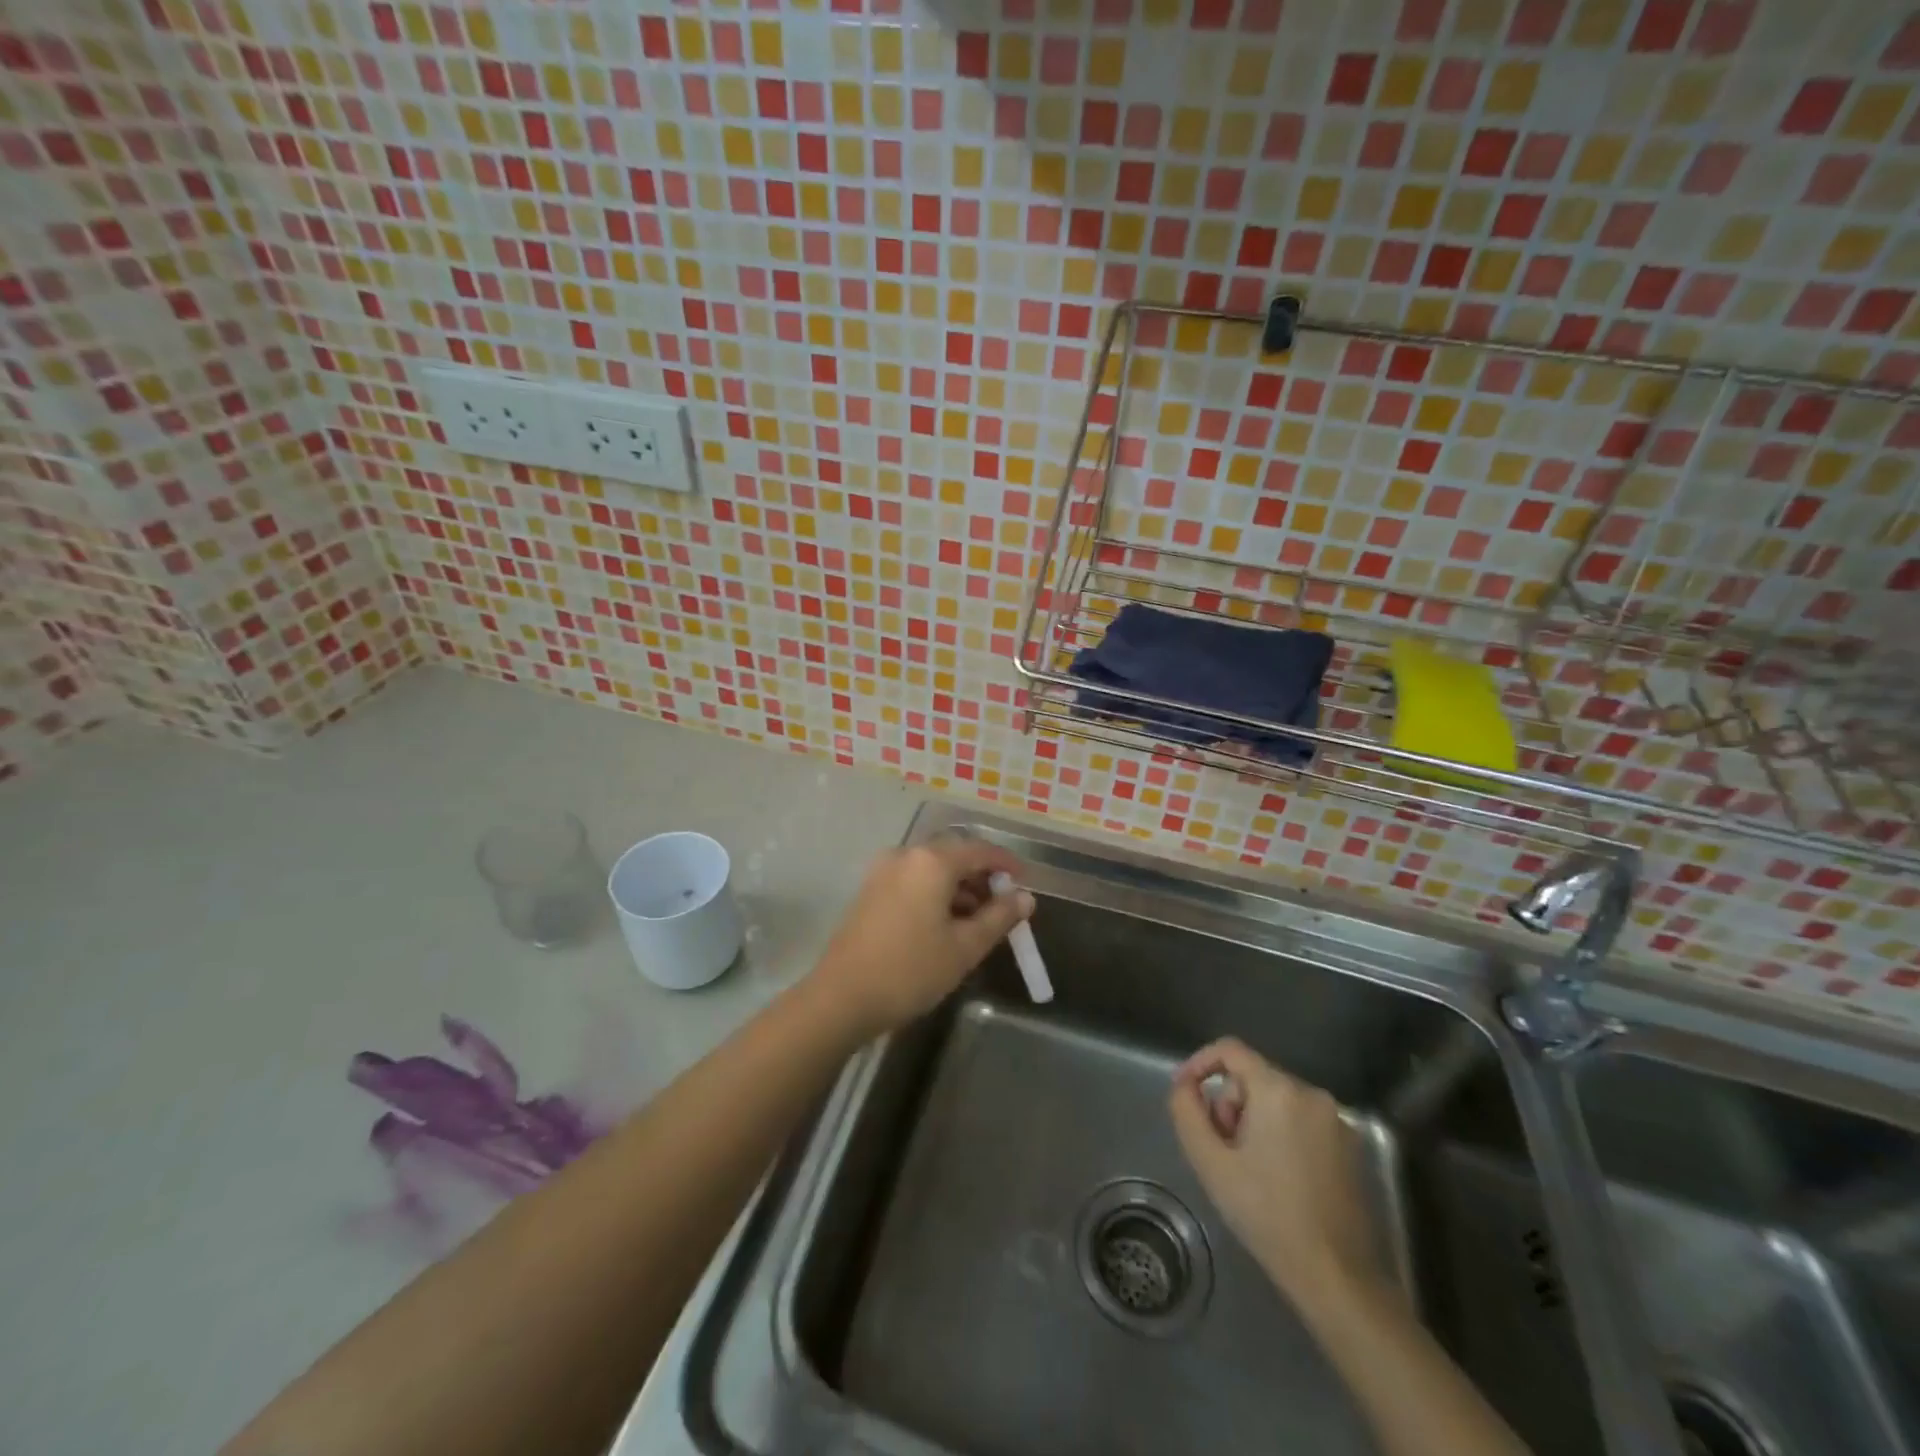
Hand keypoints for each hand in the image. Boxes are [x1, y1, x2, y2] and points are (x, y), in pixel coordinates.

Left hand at [807, 836, 1034, 1038]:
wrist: (841, 998)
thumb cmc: (910, 970)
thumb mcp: (964, 947)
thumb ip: (999, 917)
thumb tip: (1025, 897)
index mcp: (931, 861)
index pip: (980, 850)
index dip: (1007, 864)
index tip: (1026, 883)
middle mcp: (906, 855)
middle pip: (954, 856)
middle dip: (982, 878)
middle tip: (1004, 907)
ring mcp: (882, 871)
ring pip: (932, 869)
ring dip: (959, 888)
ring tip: (978, 922)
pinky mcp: (870, 890)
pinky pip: (913, 881)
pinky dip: (935, 894)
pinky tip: (945, 925)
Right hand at [1168, 1038, 1383, 1308]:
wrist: (1338, 1278)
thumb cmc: (1267, 1215)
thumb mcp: (1210, 1163)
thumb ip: (1187, 1112)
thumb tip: (1184, 1085)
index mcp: (1278, 1091)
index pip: (1230, 1049)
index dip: (1200, 1063)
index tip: (1184, 1093)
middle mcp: (1311, 1094)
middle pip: (1253, 1078)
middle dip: (1230, 1105)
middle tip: (1222, 1150)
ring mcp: (1337, 1121)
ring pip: (1277, 1101)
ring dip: (1254, 1122)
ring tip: (1248, 1170)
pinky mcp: (1352, 1148)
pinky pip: (1303, 1122)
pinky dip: (1282, 1136)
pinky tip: (1278, 1179)